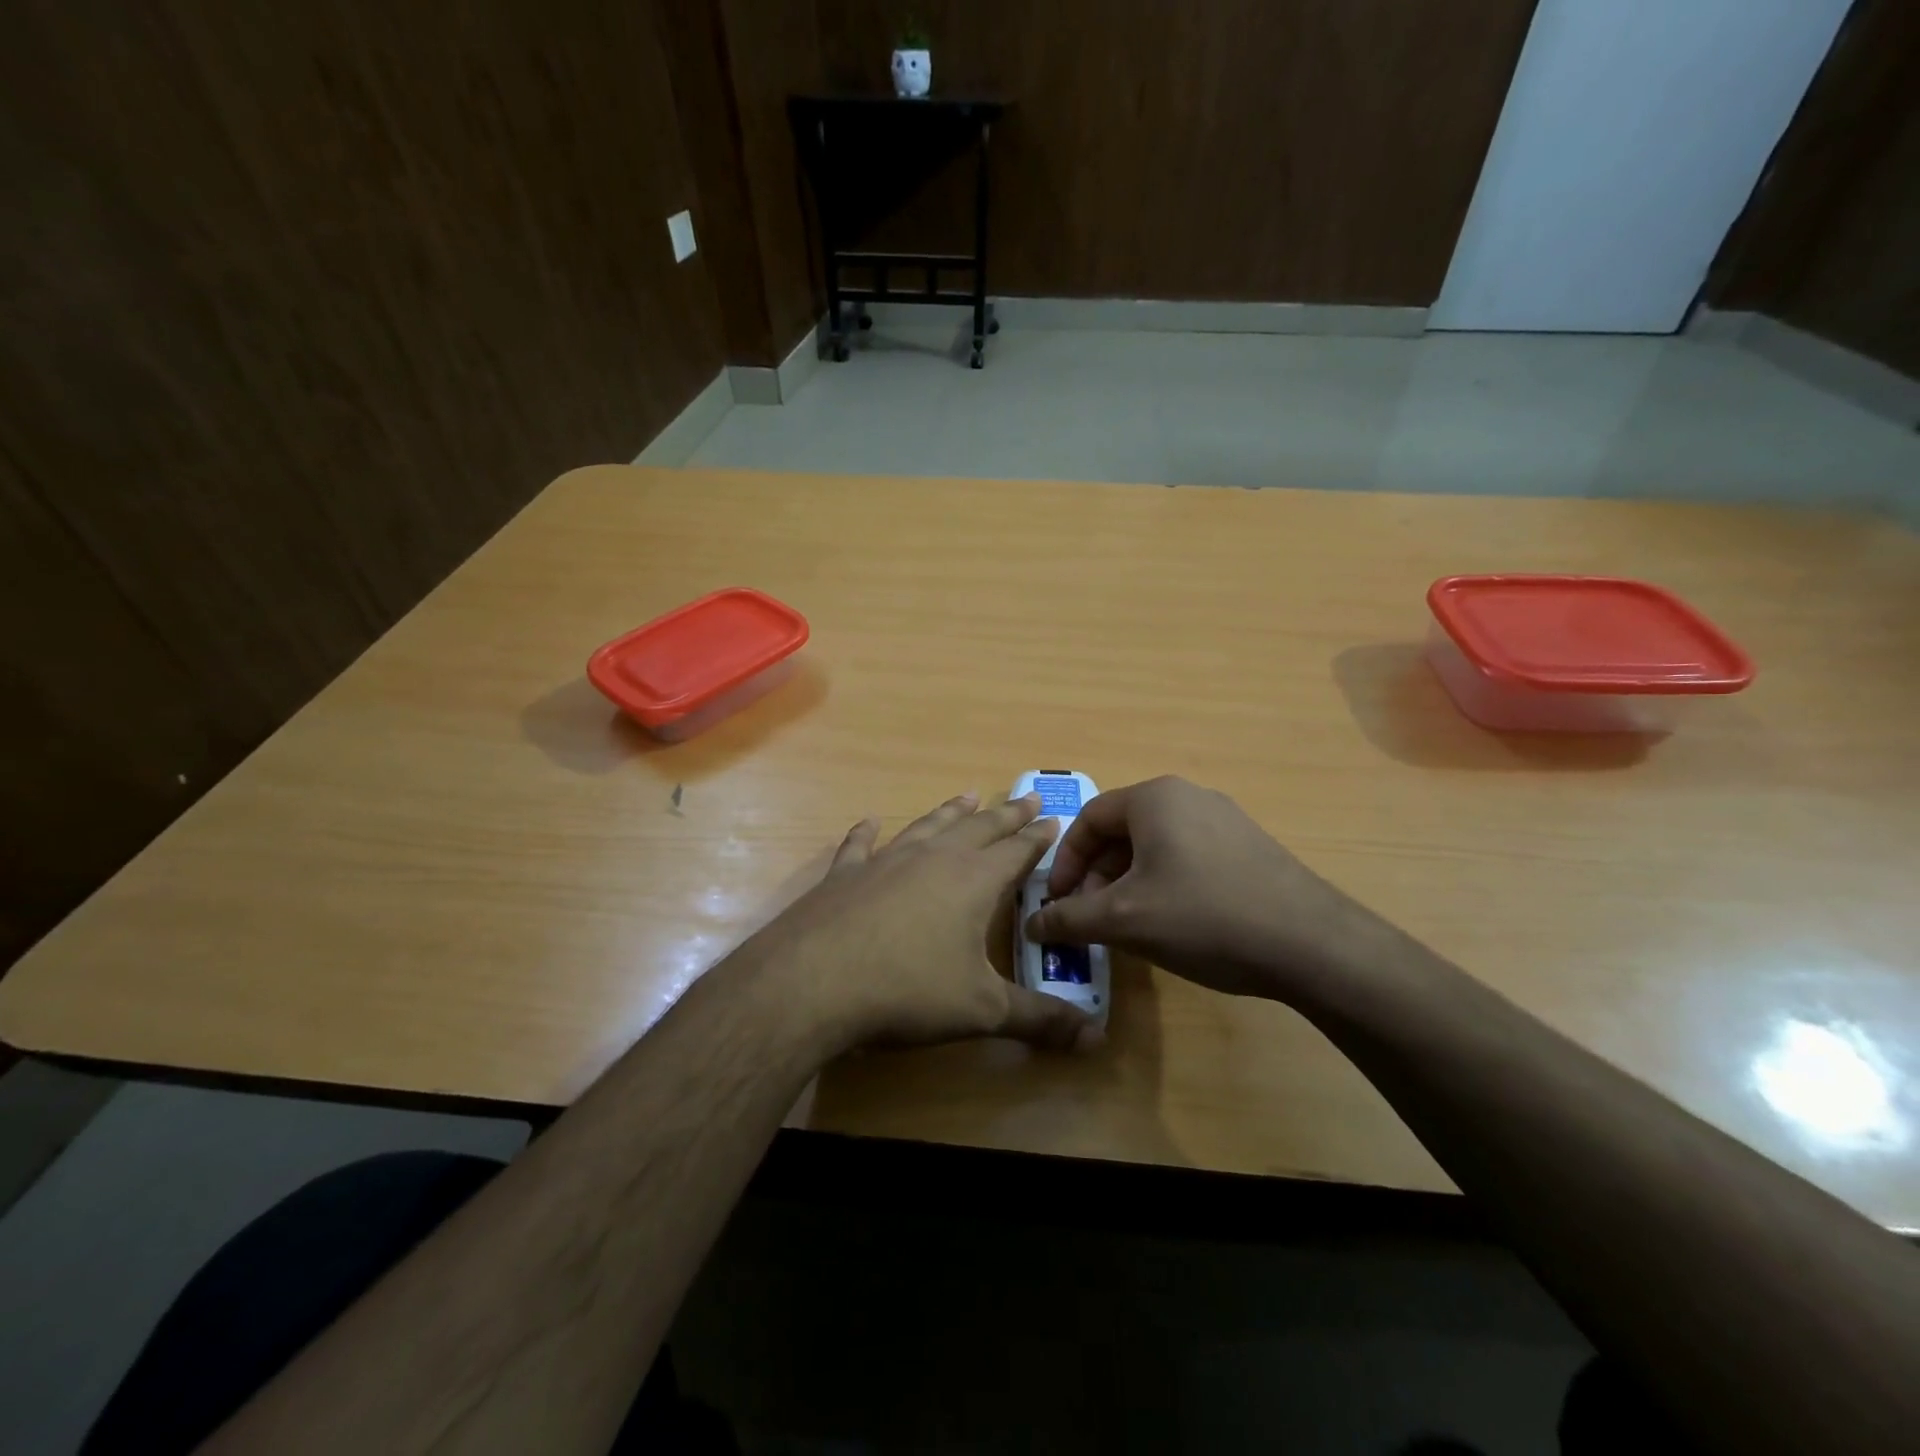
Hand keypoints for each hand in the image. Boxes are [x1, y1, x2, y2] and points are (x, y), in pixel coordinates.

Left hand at [741, 792, 1097, 1055]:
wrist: (813, 982)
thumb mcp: (982, 1011)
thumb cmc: (908, 991)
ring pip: (928, 827)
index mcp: (974, 881)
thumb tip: (1097, 1039)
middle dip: (1006, 814)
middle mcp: (934, 859)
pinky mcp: (845, 875)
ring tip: (968, 795)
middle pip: (979, 828)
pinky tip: (869, 821)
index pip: (1017, 852)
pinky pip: (860, 845)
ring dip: (951, 811)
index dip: (1038, 838)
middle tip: (1026, 796)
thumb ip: (1039, 1020)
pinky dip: (866, 832)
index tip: (1053, 817)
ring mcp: (886, 861)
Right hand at [1025, 776, 1391, 1001]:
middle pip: (1122, 832)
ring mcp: (1225, 820)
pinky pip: (1187, 857)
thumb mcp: (1123, 920)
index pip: (1088, 819)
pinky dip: (1163, 885)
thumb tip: (1031, 924)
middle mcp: (1188, 796)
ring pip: (1154, 847)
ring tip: (1126, 926)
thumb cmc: (1203, 916)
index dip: (1064, 862)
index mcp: (1154, 798)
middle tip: (1089, 918)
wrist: (1311, 944)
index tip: (1057, 902)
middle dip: (1096, 876)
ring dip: (1127, 884)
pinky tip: (1171, 925)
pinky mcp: (1249, 847)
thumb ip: (1069, 918)